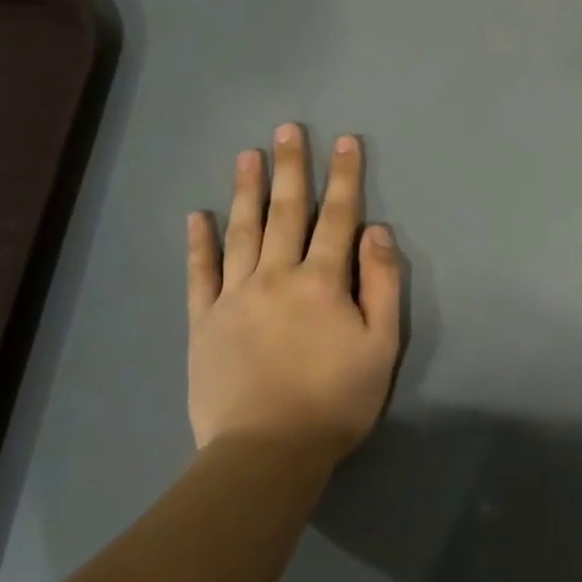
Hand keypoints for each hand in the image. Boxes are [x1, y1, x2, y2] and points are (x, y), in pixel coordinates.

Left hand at [186, 125, 401, 458]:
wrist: (267, 451)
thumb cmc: (336, 400)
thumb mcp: (381, 345)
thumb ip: (382, 284)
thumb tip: (377, 231)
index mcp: (323, 281)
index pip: (338, 217)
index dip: (345, 177)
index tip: (346, 141)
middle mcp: (276, 276)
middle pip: (286, 212)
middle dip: (291, 168)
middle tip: (288, 129)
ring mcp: (234, 296)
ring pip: (241, 232)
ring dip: (246, 190)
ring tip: (248, 154)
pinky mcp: (204, 321)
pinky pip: (200, 273)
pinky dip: (200, 242)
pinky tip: (198, 216)